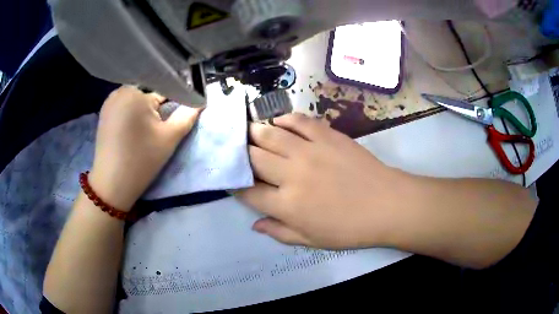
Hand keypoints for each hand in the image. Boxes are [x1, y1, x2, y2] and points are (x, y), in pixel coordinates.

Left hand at [89, 86, 201, 210]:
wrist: (112, 184)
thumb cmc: (141, 159)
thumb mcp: (169, 138)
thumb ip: (187, 116)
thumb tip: (201, 102)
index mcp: (135, 92)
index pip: (164, 89)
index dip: (174, 103)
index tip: (174, 118)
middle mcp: (119, 91)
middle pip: (148, 93)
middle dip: (156, 108)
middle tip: (157, 129)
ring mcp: (109, 102)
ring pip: (136, 100)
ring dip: (143, 111)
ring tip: (143, 132)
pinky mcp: (103, 114)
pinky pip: (124, 106)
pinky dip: (131, 114)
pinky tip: (131, 132)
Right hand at [235, 113, 413, 248]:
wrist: (386, 205)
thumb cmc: (350, 228)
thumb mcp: (312, 240)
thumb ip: (279, 232)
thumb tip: (254, 224)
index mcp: (287, 205)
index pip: (248, 192)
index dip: (236, 185)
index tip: (233, 180)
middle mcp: (292, 175)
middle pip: (253, 158)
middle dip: (240, 154)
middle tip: (238, 152)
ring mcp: (310, 151)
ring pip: (270, 135)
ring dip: (255, 132)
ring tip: (251, 132)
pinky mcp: (327, 136)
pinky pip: (299, 121)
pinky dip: (285, 119)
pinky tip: (279, 122)